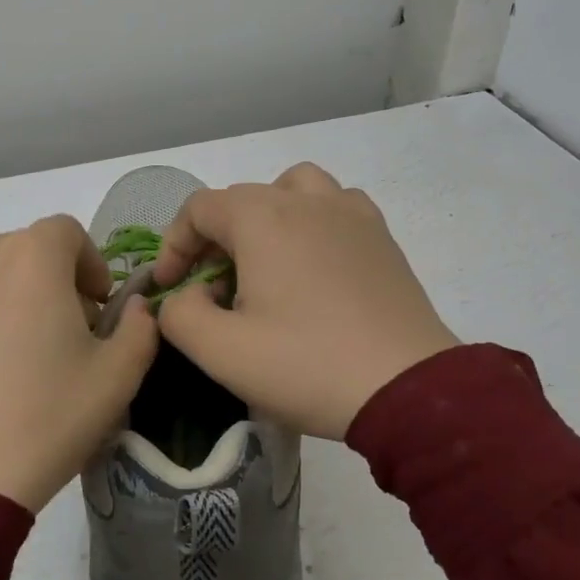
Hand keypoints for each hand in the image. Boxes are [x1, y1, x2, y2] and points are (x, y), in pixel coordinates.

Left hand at [0, 215, 158, 510]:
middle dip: (58, 279)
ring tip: (26, 350)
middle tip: (69, 333)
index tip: (98, 307)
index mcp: (33, 257)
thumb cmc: (45, 417)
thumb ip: (141, 329)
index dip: (91, 263)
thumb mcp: (117, 377)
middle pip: (30, 248)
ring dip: (19, 293)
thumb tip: (136, 308)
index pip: (68, 231)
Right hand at [152, 163, 457, 439]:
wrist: (409, 390)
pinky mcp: (381, 236)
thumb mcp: (221, 351)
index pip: (198, 209)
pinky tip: (314, 262)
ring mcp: (350, 213)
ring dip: (266, 217)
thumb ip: (180, 314)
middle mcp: (305, 200)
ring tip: (264, 262)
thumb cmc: (307, 365)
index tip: (170, 287)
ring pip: (292, 190)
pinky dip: (312, 221)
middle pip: (241, 200)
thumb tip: (184, 295)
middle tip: (212, 289)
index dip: (174, 246)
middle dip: (213, 240)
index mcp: (262, 218)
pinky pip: (335, 206)